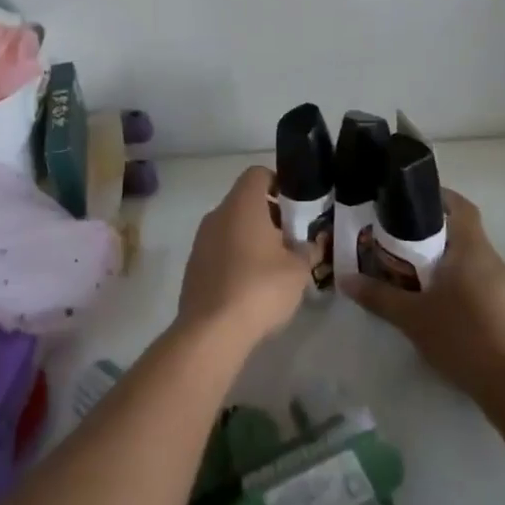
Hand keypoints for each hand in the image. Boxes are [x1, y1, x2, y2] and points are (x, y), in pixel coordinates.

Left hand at [176, 166, 317, 349]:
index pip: (258, 173)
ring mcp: (201, 240)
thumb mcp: (298, 270)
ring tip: (275, 265)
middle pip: (245, 201)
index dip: (279, 182)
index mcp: (242, 205)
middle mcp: (217, 214)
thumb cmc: (260, 288)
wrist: (211, 330)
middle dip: (270, 215)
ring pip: (232, 226)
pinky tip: (252, 284)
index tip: (296, 206)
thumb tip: (309, 244)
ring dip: (253, 238)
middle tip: (292, 240)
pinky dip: (236, 257)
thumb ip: (307, 250)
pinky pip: (220, 249)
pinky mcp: (194, 265)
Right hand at [341, 189, 504, 401]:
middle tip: (395, 243)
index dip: (437, 197)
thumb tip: (345, 279)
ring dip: (443, 263)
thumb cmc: (464, 339)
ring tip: (411, 276)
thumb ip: (379, 296)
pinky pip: (480, 284)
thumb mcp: (412, 318)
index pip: (460, 206)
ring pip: (470, 261)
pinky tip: (438, 308)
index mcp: (472, 250)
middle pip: (462, 233)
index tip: (407, 202)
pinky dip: (458, 285)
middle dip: (429, 234)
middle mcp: (493, 261)